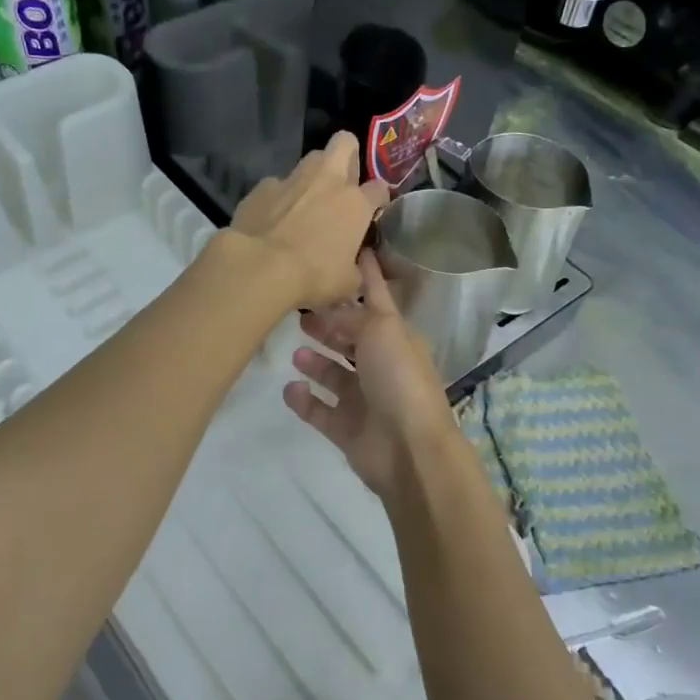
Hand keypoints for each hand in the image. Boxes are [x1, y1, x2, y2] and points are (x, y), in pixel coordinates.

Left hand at [227, 133, 390, 309]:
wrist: (261, 266)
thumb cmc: (313, 276)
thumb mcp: (347, 283)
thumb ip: (356, 268)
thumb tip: (353, 267)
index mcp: (355, 204)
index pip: (379, 188)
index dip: (378, 198)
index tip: (373, 210)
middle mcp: (327, 181)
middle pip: (344, 143)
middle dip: (348, 155)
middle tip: (343, 181)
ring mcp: (292, 179)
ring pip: (310, 159)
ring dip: (313, 175)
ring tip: (306, 199)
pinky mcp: (262, 187)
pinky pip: (276, 184)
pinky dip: (278, 197)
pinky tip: (273, 217)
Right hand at [282, 251, 456, 499]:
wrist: (409, 449)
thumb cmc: (399, 379)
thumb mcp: (381, 330)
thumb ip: (353, 316)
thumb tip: (331, 311)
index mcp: (396, 337)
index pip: (378, 298)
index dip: (367, 276)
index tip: (353, 250)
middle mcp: (381, 365)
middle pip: (350, 338)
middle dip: (329, 325)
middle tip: (300, 313)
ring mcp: (364, 399)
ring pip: (334, 374)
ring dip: (316, 362)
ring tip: (296, 352)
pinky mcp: (346, 428)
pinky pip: (319, 410)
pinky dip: (304, 400)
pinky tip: (291, 388)